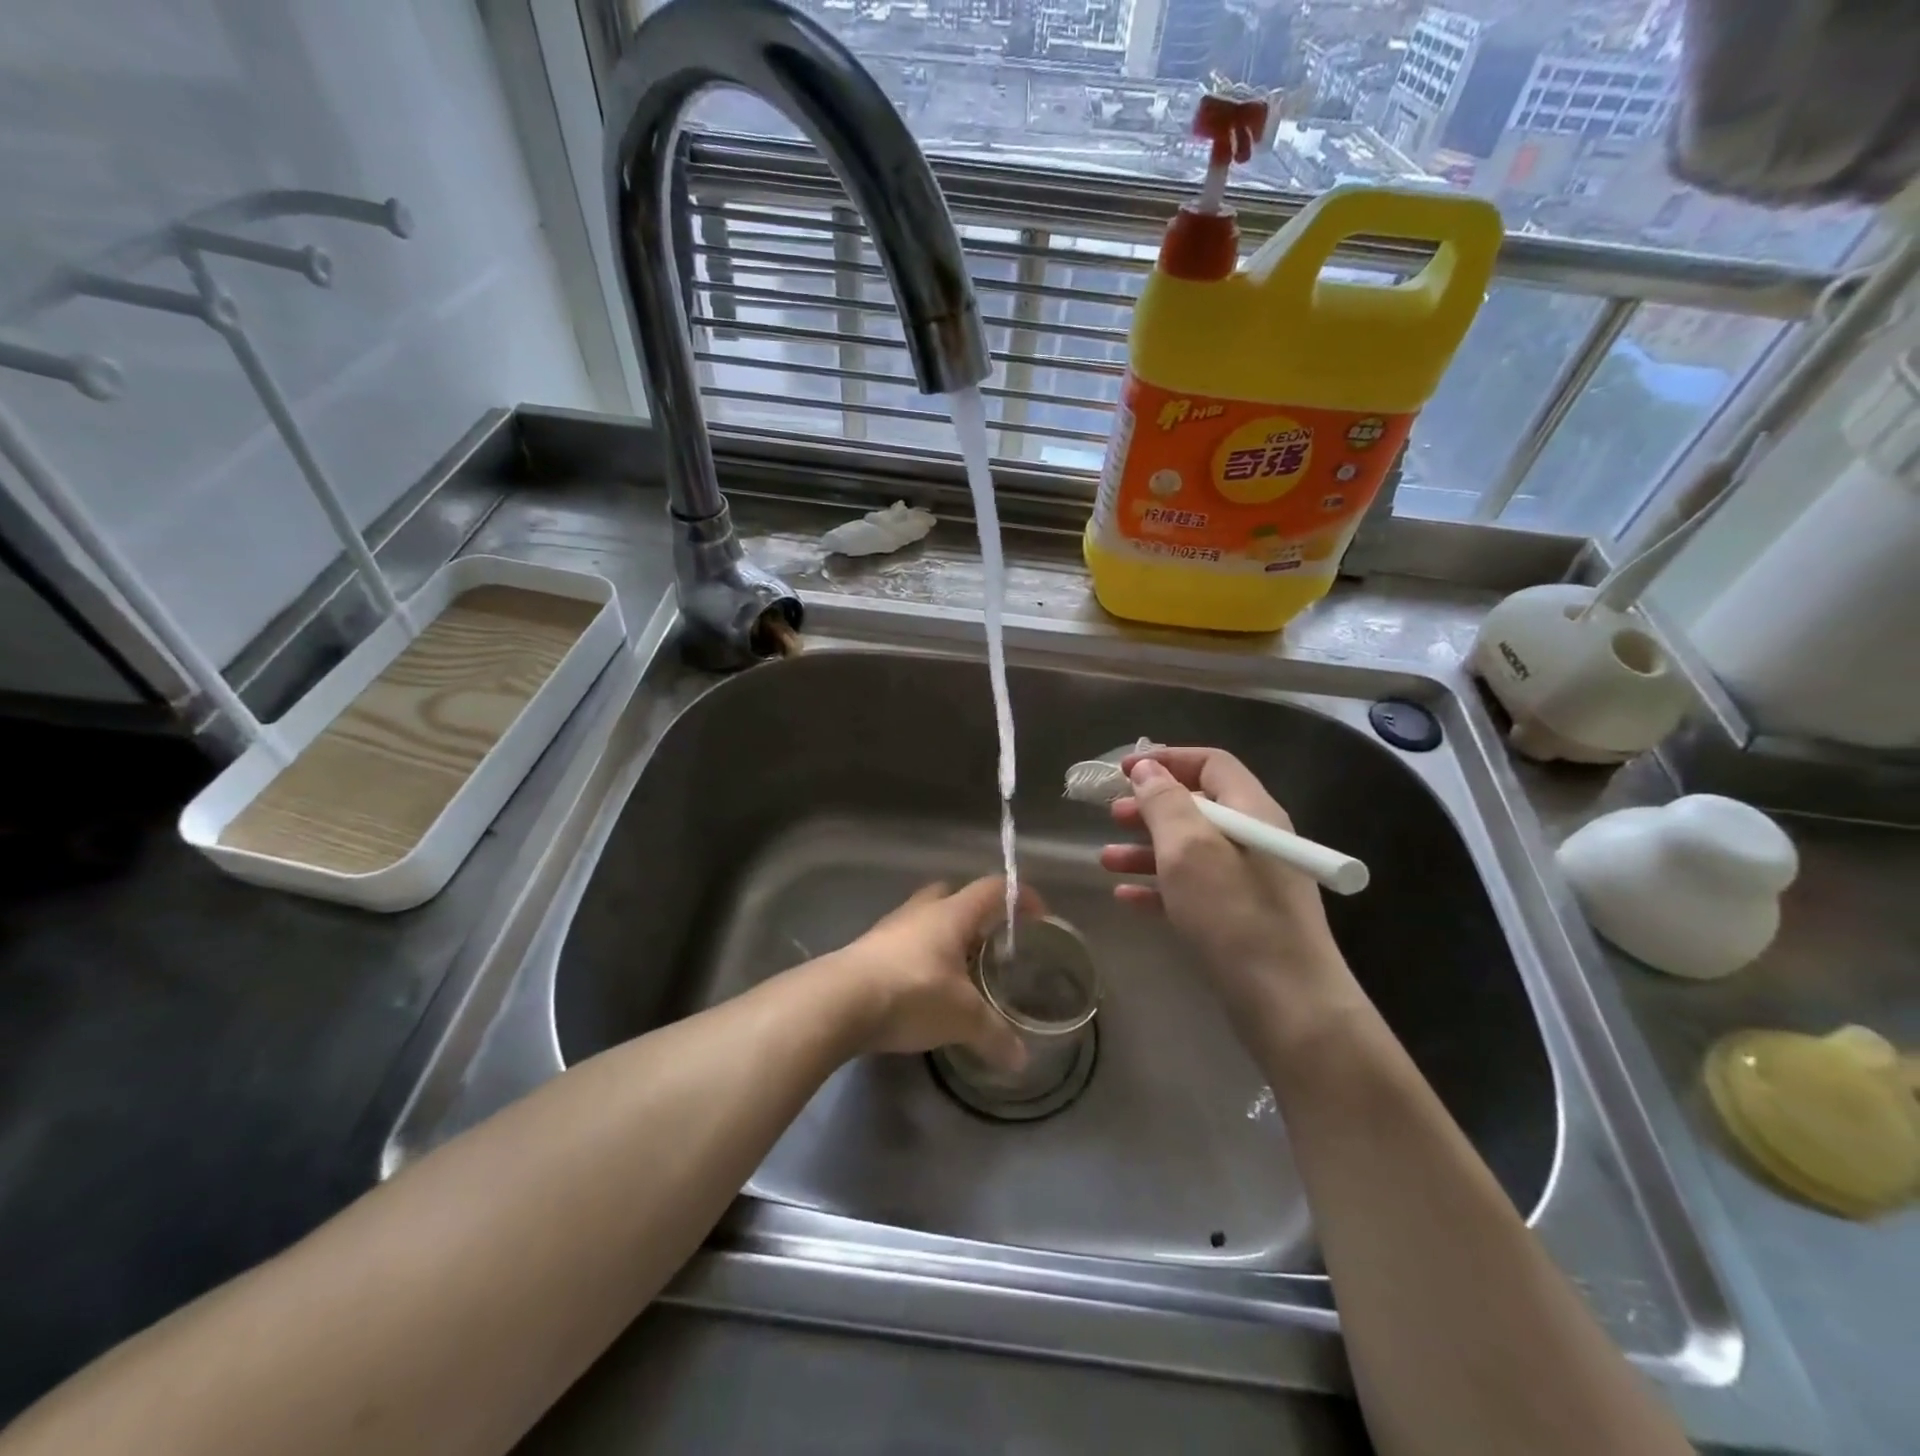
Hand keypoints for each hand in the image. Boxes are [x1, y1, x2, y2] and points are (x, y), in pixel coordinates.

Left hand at [825, 877, 1029, 1070]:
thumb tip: (1022, 1059)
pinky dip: (919, 958)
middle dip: (974, 914)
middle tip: (990, 942)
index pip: (993, 889)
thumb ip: (995, 1035)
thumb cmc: (911, 993)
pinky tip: (923, 989)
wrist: (838, 1003)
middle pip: (952, 895)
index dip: (1020, 898)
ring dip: (943, 937)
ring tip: (958, 970)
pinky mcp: (866, 951)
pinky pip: (902, 944)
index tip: (1039, 916)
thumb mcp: (962, 1018)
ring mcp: (889, 929)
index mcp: (951, 914)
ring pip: (924, 919)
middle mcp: (921, 911)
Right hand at [1100, 747, 1355, 1019]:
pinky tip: (1125, 896)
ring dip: (1146, 848)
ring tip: (1106, 859)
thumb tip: (1147, 768)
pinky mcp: (1240, 917)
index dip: (1166, 760)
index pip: (1211, 763)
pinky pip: (1193, 888)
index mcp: (1252, 811)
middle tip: (1112, 814)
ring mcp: (1250, 880)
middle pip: (1198, 806)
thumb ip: (1165, 803)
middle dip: (1150, 806)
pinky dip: (1159, 886)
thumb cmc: (1234, 916)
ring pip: (1190, 849)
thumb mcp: (1190, 850)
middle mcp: (1255, 838)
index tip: (1123, 771)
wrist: (1288, 1006)